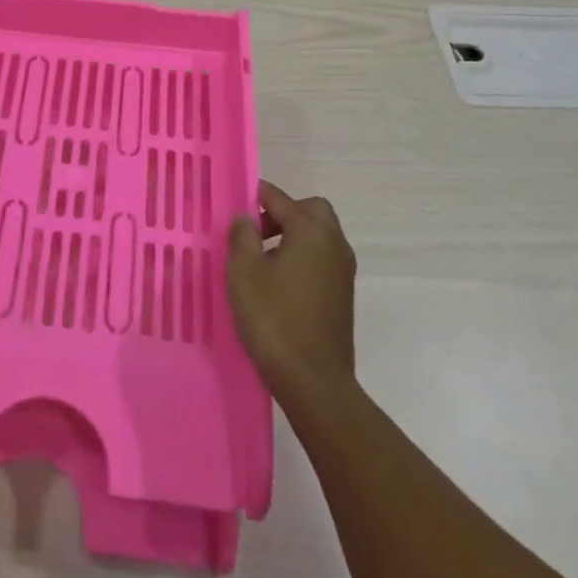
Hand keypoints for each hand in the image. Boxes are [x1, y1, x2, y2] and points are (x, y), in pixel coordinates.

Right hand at [226, 180, 356, 402]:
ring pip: (319, 235)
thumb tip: (247, 218)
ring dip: (293, 235)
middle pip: (310, 210)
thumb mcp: (243, 272)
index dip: (255, 195)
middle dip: (282, 212)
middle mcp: (333, 243)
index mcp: (311, 231)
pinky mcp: (343, 295)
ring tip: (261, 258)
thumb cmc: (274, 319)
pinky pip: (322, 258)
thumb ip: (242, 235)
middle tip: (254, 231)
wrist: (313, 382)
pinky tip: (279, 282)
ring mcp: (343, 271)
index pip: (280, 198)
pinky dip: (302, 256)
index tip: (235, 203)